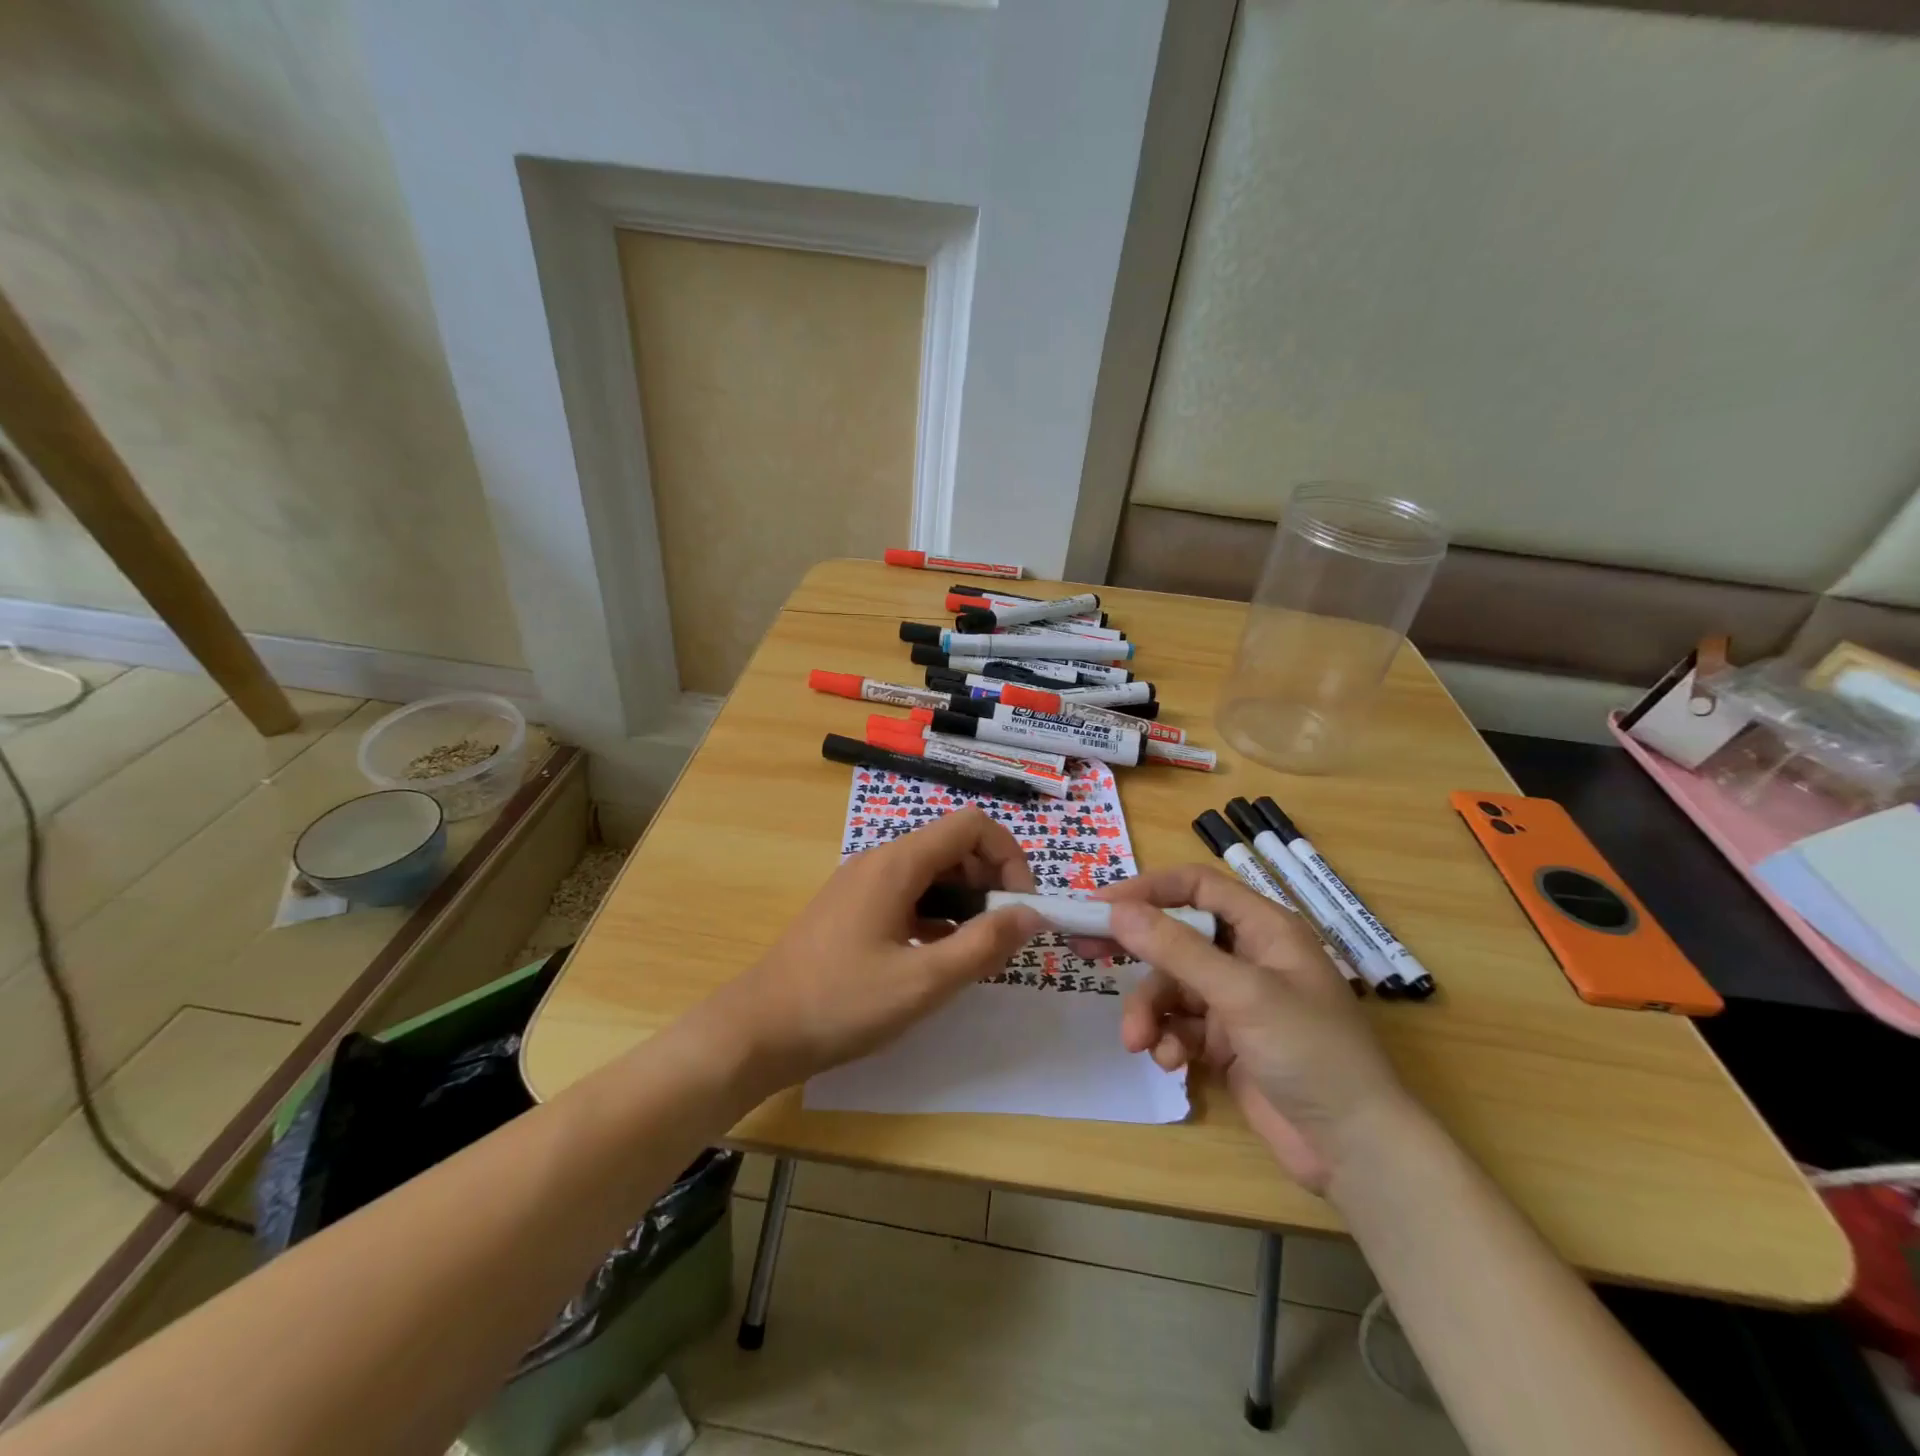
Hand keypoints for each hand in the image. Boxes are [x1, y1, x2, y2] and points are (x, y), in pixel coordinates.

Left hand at [706, 808, 1042, 1090]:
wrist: (758, 1030)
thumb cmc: (841, 1003)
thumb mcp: (922, 981)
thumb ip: (983, 945)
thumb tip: (1033, 914)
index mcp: (897, 864)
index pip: (971, 826)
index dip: (1008, 857)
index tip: (1020, 907)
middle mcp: (880, 861)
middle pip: (953, 847)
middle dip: (990, 884)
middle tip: (1002, 938)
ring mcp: (863, 884)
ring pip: (932, 874)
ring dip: (965, 905)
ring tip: (976, 954)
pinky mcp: (853, 910)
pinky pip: (909, 896)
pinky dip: (937, 917)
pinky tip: (941, 958)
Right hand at [1089, 866, 1409, 1191]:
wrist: (1355, 1150)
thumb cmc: (1310, 1052)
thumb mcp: (1242, 993)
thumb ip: (1177, 949)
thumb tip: (1117, 910)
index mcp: (1265, 928)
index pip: (1197, 886)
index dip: (1150, 889)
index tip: (1102, 905)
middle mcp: (1248, 957)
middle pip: (1176, 937)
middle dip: (1135, 950)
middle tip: (1085, 951)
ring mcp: (1236, 1001)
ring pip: (1171, 987)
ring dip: (1150, 1012)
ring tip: (1139, 1042)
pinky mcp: (1226, 1042)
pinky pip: (1180, 1026)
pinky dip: (1169, 1041)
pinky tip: (1173, 1064)